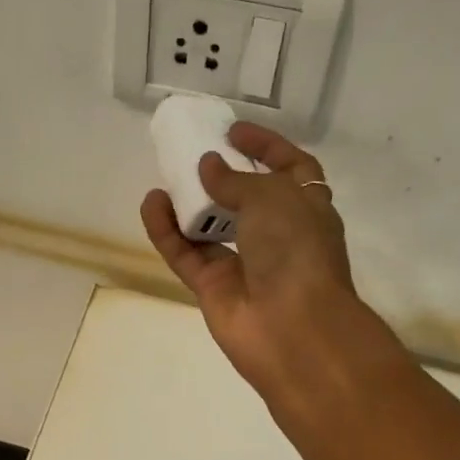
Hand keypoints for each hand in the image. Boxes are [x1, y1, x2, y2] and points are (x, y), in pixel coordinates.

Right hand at [140, 122, 368, 400]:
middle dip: (223, 176)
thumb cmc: (296, 251)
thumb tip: (208, 167)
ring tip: (166, 175)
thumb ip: (236, 180)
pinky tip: (152, 203)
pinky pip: (186, 253)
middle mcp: (278, 237)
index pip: (291, 169)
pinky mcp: (213, 289)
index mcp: (307, 210)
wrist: (292, 328)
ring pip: (213, 228)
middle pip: (248, 200)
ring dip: (190, 203)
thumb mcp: (273, 198)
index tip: (234, 130)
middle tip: (193, 152)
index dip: (267, 147)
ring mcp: (245, 265)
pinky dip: (168, 231)